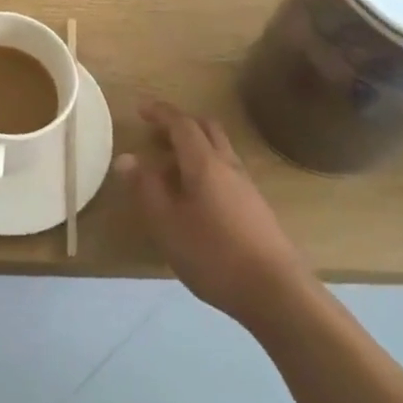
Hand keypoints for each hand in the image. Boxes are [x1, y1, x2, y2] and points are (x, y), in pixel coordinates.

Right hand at [115, 100, 304, 319]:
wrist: (276, 293)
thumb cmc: (213, 254)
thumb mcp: (166, 224)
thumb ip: (145, 188)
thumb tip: (126, 158)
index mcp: (205, 164)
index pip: (182, 124)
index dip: (161, 113)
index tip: (141, 109)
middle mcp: (228, 166)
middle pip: (207, 129)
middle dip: (180, 124)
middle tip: (156, 134)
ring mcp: (246, 187)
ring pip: (219, 150)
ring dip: (194, 147)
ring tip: (168, 169)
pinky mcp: (255, 207)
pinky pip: (226, 171)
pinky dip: (205, 168)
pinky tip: (193, 197)